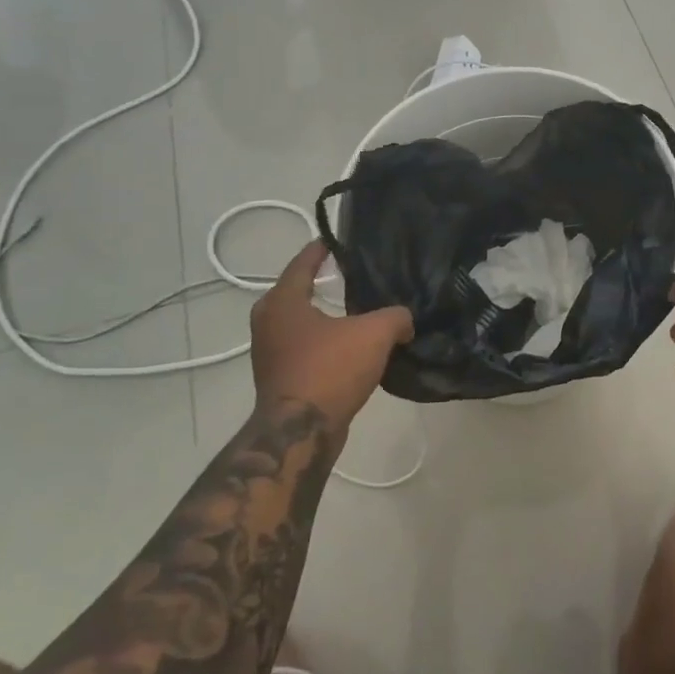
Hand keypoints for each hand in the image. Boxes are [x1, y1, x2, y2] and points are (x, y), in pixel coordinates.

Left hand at [249, 242, 413, 426]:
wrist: (300, 433)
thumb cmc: (330, 369)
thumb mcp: (374, 333)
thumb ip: (396, 316)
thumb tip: (405, 321)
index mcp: (283, 302)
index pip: (303, 263)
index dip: (321, 249)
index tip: (337, 240)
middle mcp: (269, 322)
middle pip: (298, 292)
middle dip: (323, 282)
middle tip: (354, 274)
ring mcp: (271, 353)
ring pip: (302, 323)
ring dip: (326, 316)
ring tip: (358, 310)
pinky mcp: (280, 378)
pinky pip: (306, 348)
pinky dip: (325, 342)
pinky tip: (352, 347)